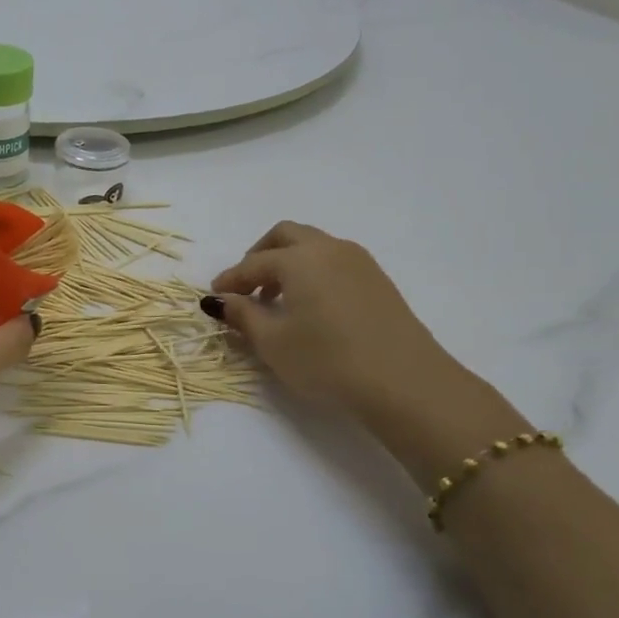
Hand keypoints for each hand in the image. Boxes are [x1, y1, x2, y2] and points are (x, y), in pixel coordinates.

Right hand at [207, 222, 520, 481]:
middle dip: (259, 256)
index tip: (214, 297)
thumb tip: (220, 300)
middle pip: (286, 236)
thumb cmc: (326, 361)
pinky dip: (313, 272)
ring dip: (288, 263)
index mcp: (299, 259)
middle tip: (246, 287)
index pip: (253, 263)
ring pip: (314, 246)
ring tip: (277, 299)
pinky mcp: (378, 280)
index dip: (230, 279)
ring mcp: (359, 261)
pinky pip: (334, 262)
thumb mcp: (273, 343)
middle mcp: (329, 249)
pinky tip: (310, 306)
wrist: (404, 381)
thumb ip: (242, 316)